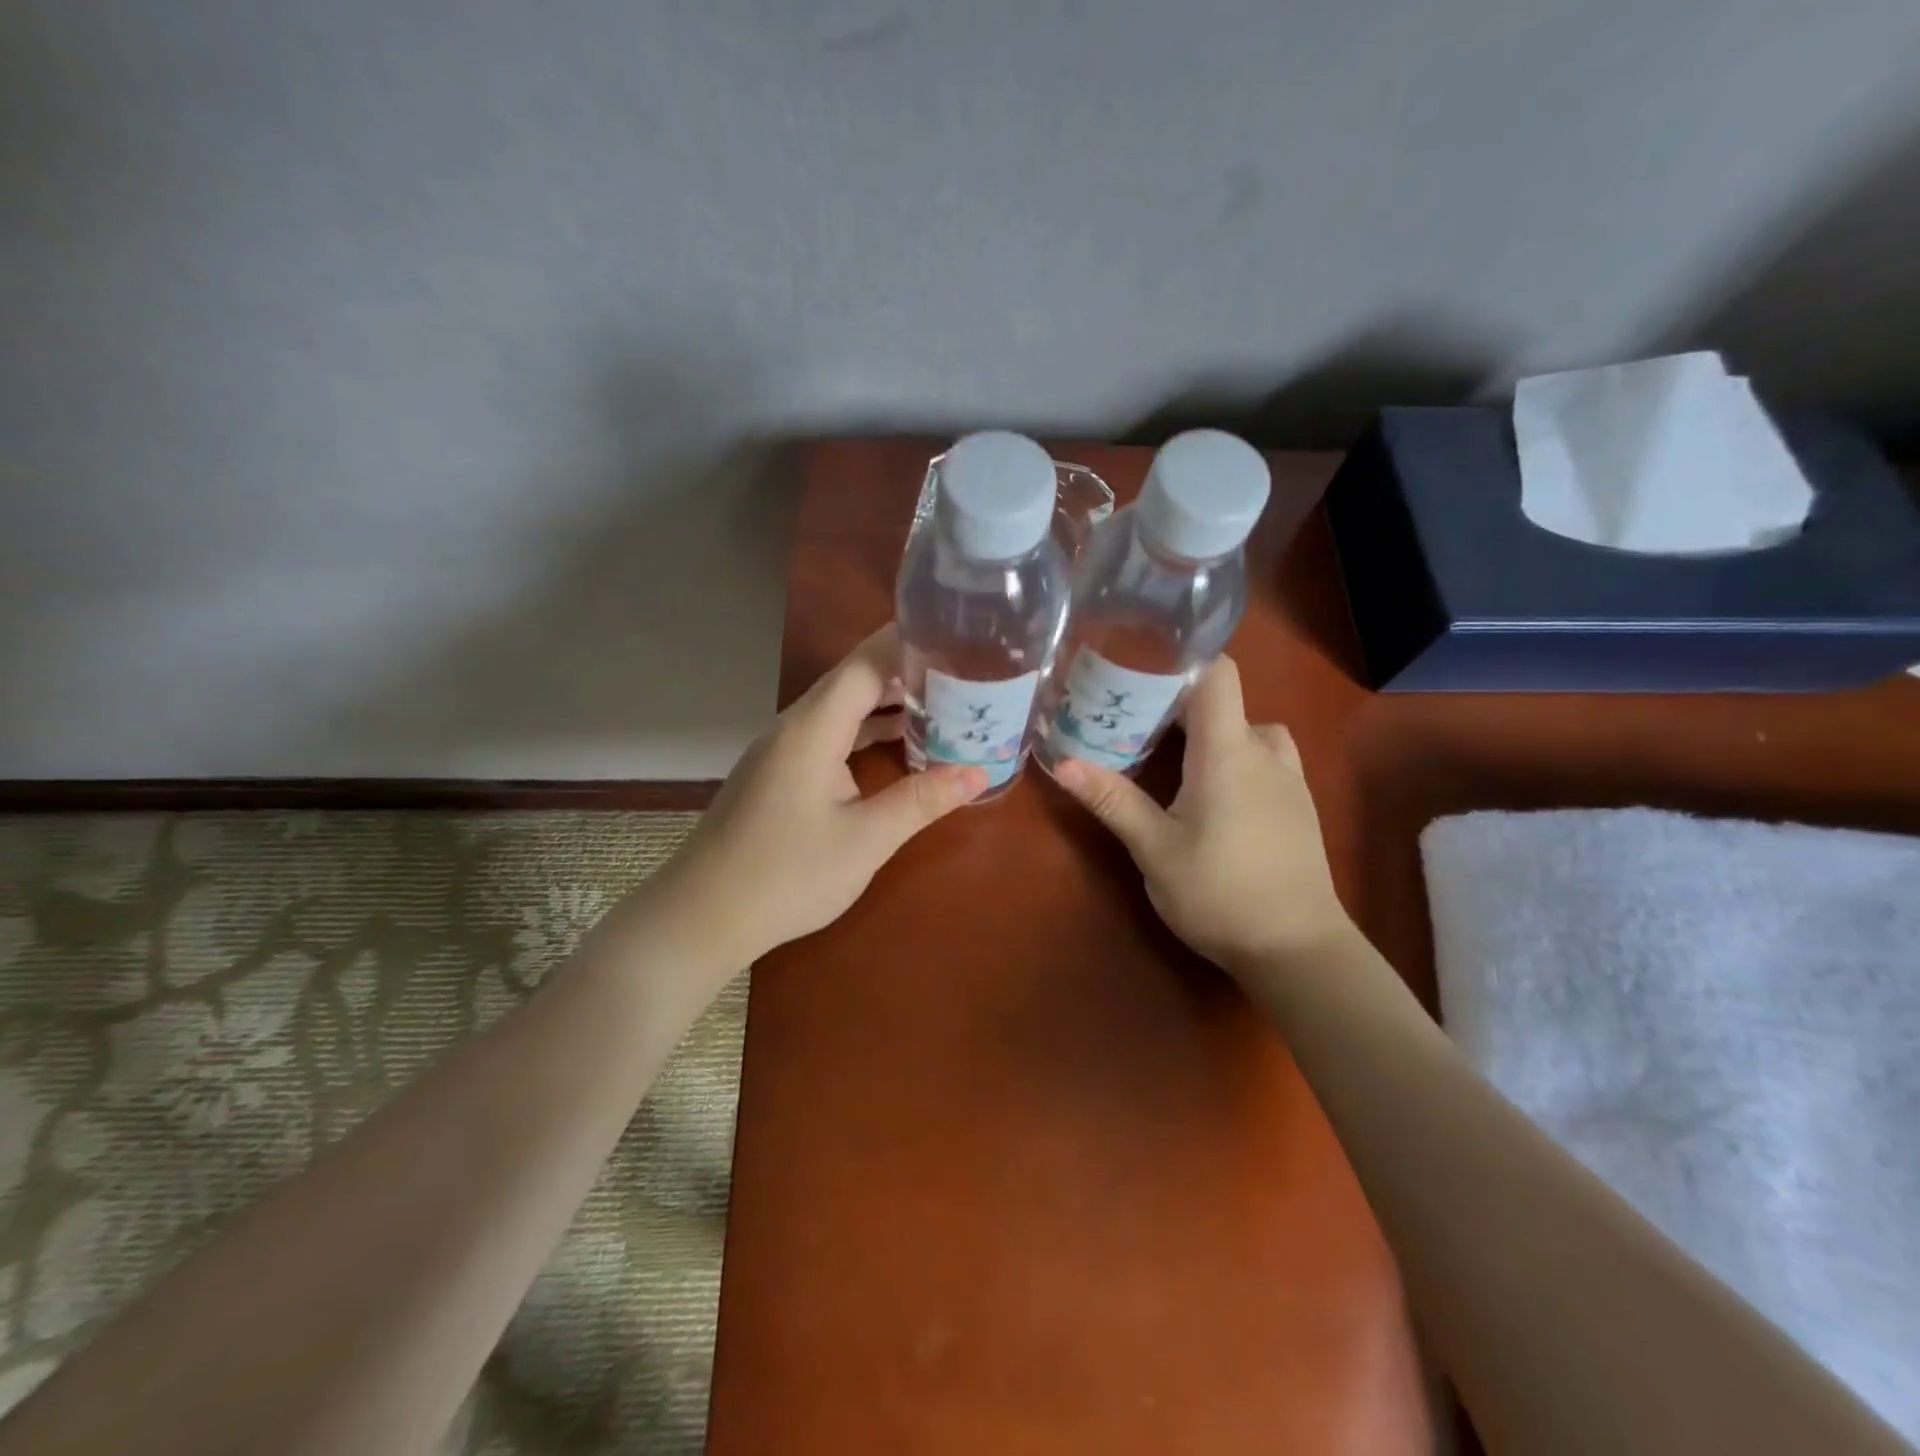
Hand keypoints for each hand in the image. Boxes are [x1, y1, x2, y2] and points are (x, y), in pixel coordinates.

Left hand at [631, 625, 986, 978]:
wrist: (701, 916)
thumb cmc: (786, 876)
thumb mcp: (865, 840)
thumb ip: (921, 800)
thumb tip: (979, 772)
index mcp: (813, 728)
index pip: (865, 663)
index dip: (908, 642)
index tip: (954, 631)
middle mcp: (794, 726)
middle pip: (854, 680)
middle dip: (906, 670)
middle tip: (962, 669)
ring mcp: (782, 749)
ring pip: (841, 709)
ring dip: (887, 703)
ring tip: (943, 700)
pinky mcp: (779, 773)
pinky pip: (830, 735)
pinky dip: (866, 732)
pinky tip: (898, 744)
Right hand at [1054, 656, 1351, 970]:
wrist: (1298, 949)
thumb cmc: (1220, 893)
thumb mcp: (1155, 850)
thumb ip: (1112, 800)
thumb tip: (1061, 763)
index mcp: (1227, 752)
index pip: (1217, 674)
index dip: (1183, 659)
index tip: (1140, 664)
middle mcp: (1263, 752)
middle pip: (1226, 701)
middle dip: (1179, 704)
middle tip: (1134, 719)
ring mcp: (1289, 778)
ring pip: (1249, 730)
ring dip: (1214, 732)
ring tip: (1175, 756)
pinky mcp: (1299, 805)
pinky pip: (1266, 758)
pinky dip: (1236, 756)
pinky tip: (1212, 793)